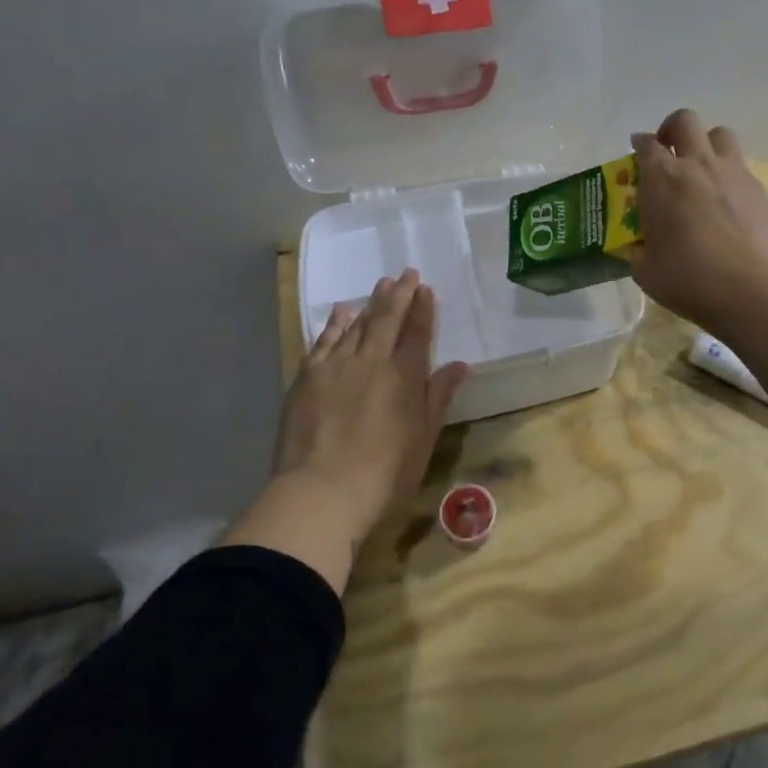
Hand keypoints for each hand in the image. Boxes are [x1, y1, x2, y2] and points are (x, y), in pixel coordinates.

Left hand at [271, 270, 468, 545]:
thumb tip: (460, 365)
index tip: (426, 288)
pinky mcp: (308, 377)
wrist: (319, 494)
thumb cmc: (382, 476)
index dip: (423, 309)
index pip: (417, 333)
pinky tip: (342, 312)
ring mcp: (337, 366)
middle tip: (406, 273)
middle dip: (399, 294)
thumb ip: (438, 397)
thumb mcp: (422, 440)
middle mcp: (372, 361)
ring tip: (381, 285)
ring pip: (357, 324)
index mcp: (404, 377)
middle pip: (387, 319)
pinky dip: (335, 323)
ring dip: (371, 303)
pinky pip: (324, 340)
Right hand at [627, 108, 767, 331]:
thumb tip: (633, 248)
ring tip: (702, 169)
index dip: (639, 145)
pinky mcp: (762, 191)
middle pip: (685, 121)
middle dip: (672, 129)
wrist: (754, 290)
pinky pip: (743, 170)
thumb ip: (636, 252)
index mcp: (663, 179)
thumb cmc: (690, 279)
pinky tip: (729, 206)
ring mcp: (735, 174)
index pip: (646, 144)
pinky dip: (731, 178)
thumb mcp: (646, 271)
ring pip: (721, 134)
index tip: (636, 153)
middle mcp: (698, 164)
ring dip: (707, 144)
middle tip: (669, 151)